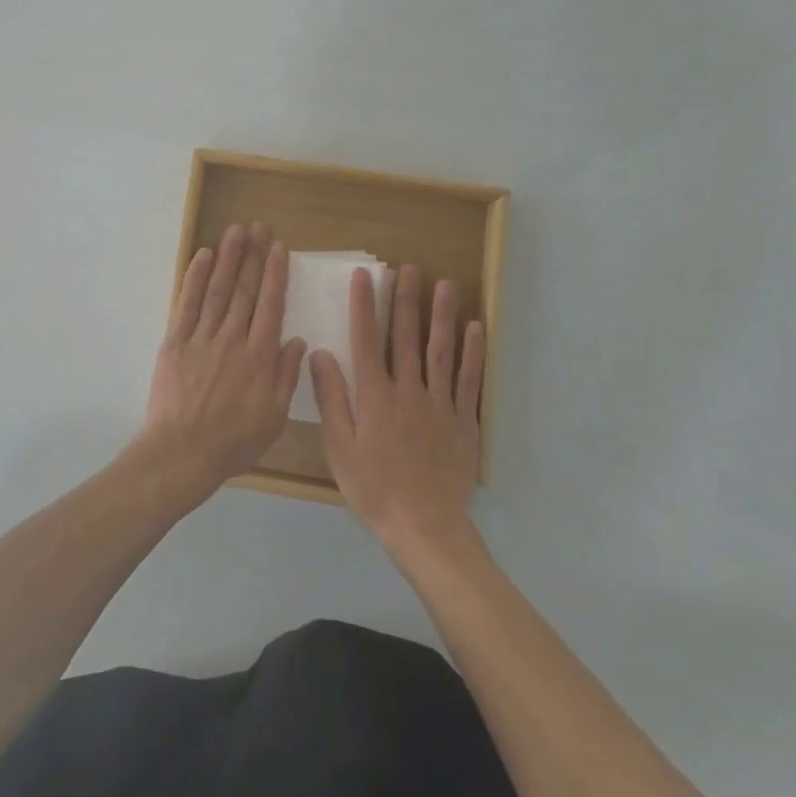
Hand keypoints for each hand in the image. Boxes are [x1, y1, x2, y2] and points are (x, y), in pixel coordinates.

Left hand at [137, 223, 307, 498]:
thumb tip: (298, 340)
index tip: (279, 247)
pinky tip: (203, 256)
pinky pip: (187, 303)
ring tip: (235, 231)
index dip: (275, 274)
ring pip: (218, 289)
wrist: (183, 452)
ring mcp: (202, 337)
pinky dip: (195, 278)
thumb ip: (286, 376)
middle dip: (253, 255)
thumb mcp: (274, 417)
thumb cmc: (234, 441)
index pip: (271, 305)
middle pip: (245, 289)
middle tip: (258, 227)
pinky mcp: (176, 341)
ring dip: (228, 257)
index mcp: (260, 356)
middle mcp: (233, 338)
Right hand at [310, 265, 483, 554]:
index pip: (366, 340)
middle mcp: (408, 390)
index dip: (364, 305)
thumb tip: (319, 353)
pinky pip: (468, 380)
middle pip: (407, 337)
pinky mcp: (463, 421)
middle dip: (407, 300)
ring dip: (442, 315)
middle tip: (409, 268)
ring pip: (441, 351)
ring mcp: (440, 404)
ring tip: (445, 284)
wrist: (425, 528)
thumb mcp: (339, 447)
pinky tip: (476, 328)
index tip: (363, 276)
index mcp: (375, 396)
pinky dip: (472, 353)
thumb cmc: (373, 489)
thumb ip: (331, 398)